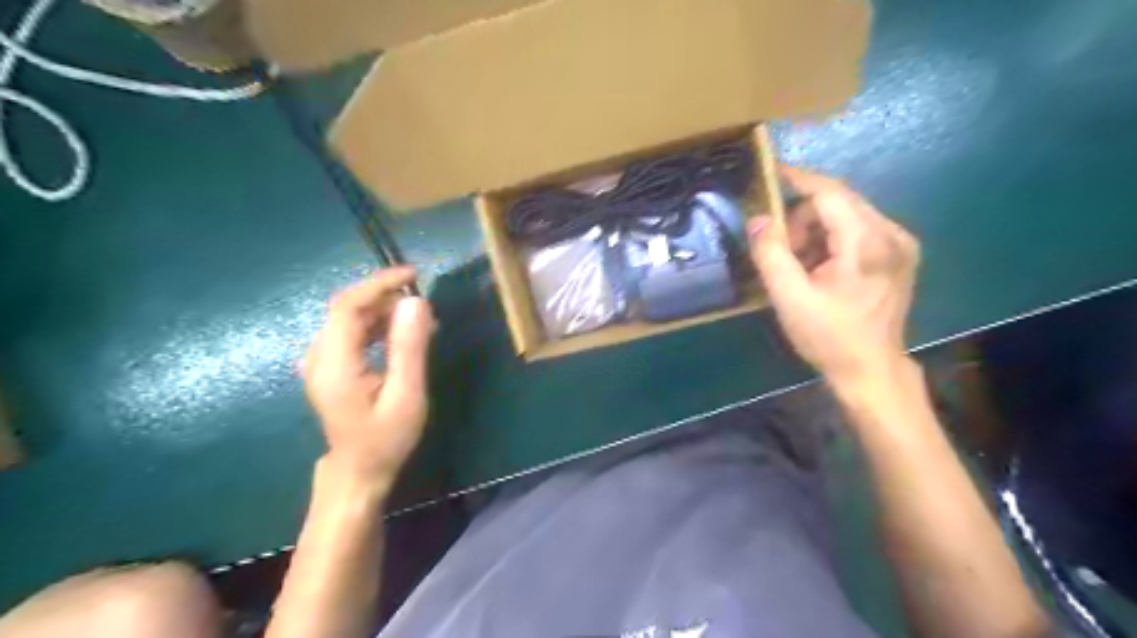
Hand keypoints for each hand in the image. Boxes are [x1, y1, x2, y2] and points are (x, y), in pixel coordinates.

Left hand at [305, 267, 437, 487]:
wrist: (359, 470)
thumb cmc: (386, 439)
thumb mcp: (406, 395)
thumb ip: (409, 348)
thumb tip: (416, 301)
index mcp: (333, 364)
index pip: (348, 307)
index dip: (379, 284)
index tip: (413, 275)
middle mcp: (319, 356)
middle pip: (347, 309)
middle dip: (385, 296)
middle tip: (424, 304)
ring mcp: (321, 361)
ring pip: (350, 319)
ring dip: (384, 311)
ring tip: (421, 320)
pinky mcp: (329, 366)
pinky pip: (352, 332)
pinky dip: (378, 325)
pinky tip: (402, 334)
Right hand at [752, 167, 918, 382]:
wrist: (870, 370)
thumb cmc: (828, 336)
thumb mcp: (789, 298)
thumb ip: (771, 254)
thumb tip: (758, 219)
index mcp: (867, 242)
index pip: (830, 193)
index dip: (798, 179)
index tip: (770, 171)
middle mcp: (891, 233)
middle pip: (839, 201)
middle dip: (802, 216)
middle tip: (780, 248)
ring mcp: (900, 243)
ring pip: (847, 215)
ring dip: (815, 230)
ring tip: (799, 265)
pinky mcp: (899, 253)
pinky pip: (858, 229)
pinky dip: (831, 240)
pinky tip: (820, 268)